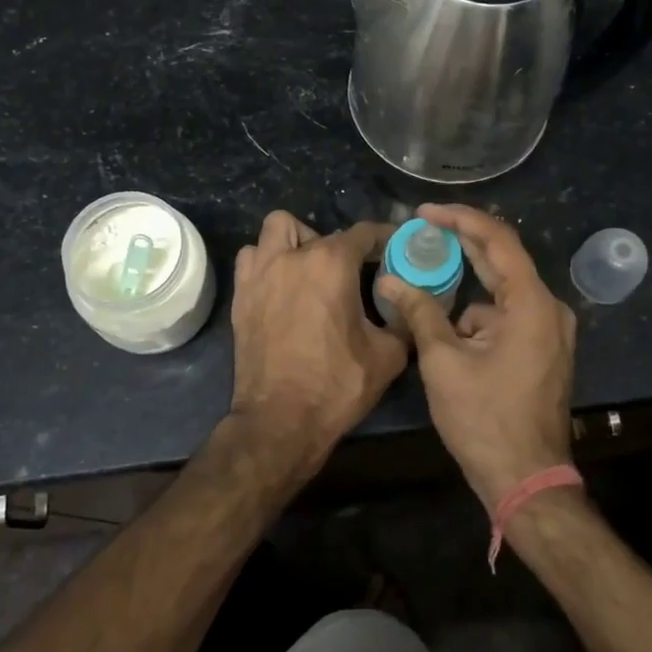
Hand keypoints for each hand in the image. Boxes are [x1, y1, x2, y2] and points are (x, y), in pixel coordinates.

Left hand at [228, 210, 407, 472]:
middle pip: (323, 232)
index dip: (385, 237)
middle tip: (354, 274)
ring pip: (278, 229)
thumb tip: (411, 306)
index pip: (365, 232)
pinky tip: (281, 285)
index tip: (396, 248)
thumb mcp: (387, 356)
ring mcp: (261, 272)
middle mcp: (293, 256)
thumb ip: (403, 321)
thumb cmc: (336, 386)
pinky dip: (267, 261)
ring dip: (297, 241)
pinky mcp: (241, 294)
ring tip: (310, 268)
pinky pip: (252, 258)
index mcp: (332, 264)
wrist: (279, 422)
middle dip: (343, 247)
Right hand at [375, 203, 576, 510]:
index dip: (460, 219)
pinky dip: (478, 315)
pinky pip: (507, 316)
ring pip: (502, 291)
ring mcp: (550, 331)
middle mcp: (549, 309)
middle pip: (503, 259)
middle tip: (422, 227)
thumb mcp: (444, 362)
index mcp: (532, 304)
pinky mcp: (542, 350)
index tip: (424, 212)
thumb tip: (390, 281)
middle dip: (462, 242)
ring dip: (466, 284)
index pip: (498, 240)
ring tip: (425, 276)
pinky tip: (447, 328)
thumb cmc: (485, 420)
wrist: (526, 481)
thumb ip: (420, 313)